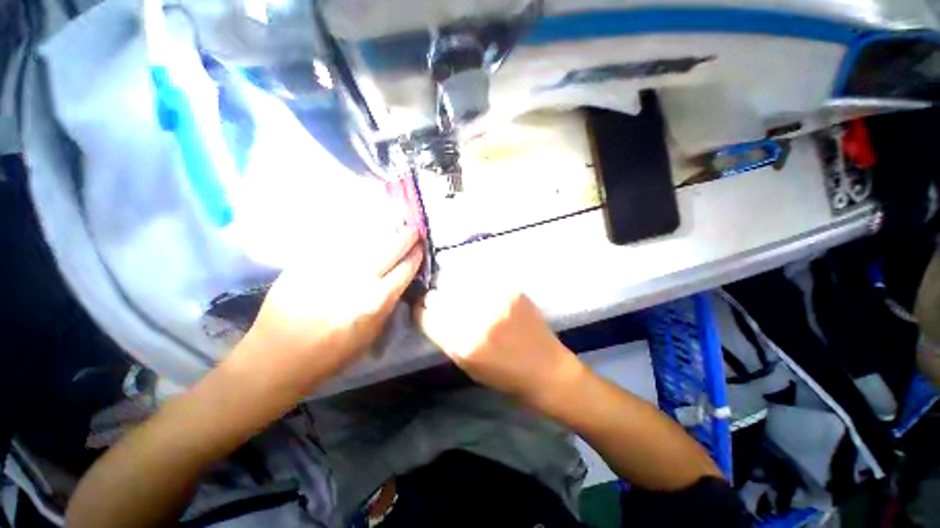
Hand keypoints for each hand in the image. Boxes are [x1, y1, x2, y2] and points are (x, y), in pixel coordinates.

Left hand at [237, 227, 422, 392]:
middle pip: (390, 248)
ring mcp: (331, 267)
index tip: (421, 247)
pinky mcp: (308, 262)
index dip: (416, 256)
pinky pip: (338, 241)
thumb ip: (386, 305)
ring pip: (365, 240)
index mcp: (375, 301)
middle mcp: (357, 280)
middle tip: (414, 229)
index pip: (405, 269)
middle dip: (407, 237)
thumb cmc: (331, 354)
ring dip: (384, 231)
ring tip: (393, 225)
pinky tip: (361, 231)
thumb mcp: (371, 335)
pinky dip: (354, 234)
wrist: (277, 357)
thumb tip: (396, 281)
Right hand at [414, 288, 582, 403]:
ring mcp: (496, 300)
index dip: (419, 310)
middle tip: (439, 301)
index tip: (421, 308)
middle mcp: (477, 317)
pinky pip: (480, 281)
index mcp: (463, 343)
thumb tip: (429, 313)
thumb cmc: (504, 376)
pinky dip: (474, 287)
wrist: (546, 368)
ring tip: (461, 297)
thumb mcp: (466, 365)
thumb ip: (445, 338)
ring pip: (458, 283)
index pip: (426, 315)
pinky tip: (480, 295)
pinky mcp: (510, 290)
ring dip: (453, 290)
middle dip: (433, 298)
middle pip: (439, 295)